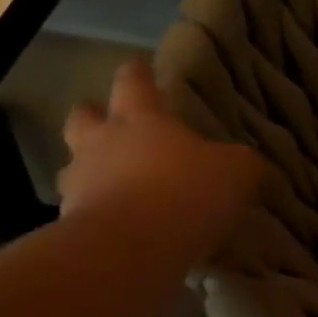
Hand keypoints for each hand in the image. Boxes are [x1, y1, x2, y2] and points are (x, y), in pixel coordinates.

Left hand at [58, 59, 264, 259]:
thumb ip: (241, 163)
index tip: (140, 67)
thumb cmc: (185, 193)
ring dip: (91, 170)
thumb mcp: (236, 172)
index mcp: (141, 119)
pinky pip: (84, 210)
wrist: (129, 249)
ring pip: (75, 165)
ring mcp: (80, 183)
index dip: (138, 73)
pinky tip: (123, 229)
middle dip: (94, 115)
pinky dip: (100, 213)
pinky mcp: (71, 223)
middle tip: (109, 123)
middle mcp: (102, 143)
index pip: (134, 82)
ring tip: (115, 185)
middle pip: (84, 117)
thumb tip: (246, 163)